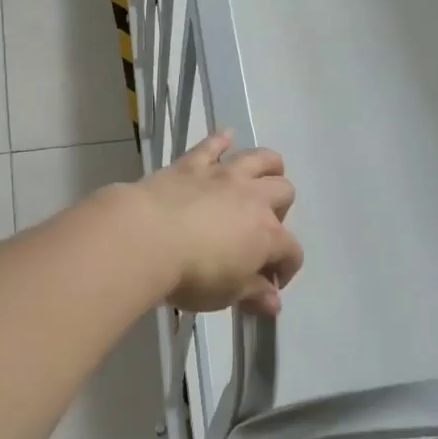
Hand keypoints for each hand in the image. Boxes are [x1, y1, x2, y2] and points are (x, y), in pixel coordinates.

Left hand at [125, 131, 302, 315]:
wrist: (146, 238)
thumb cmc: (192, 275)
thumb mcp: (226, 294)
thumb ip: (253, 295)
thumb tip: (274, 302)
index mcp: (267, 235)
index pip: (291, 251)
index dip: (286, 269)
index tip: (269, 285)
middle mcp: (253, 199)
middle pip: (284, 193)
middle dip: (281, 211)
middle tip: (261, 229)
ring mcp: (223, 177)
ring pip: (260, 159)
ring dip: (268, 166)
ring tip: (264, 176)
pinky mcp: (192, 165)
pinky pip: (211, 146)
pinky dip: (220, 140)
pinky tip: (226, 136)